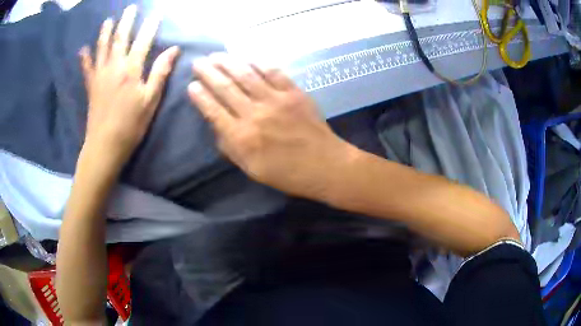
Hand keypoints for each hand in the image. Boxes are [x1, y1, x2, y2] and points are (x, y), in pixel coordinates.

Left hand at [80, 5, 178, 169]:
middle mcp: (114, 66)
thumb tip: (173, 49)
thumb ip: (160, 72)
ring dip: (106, 32)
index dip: (150, 25)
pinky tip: (83, 49)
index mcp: (131, 69)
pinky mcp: (91, 87)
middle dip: (126, 21)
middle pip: (120, 38)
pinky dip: (85, 58)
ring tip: (108, 20)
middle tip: (130, 8)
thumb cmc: (131, 125)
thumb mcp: (150, 100)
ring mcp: (100, 76)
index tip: (156, 13)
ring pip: (102, 48)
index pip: (143, 40)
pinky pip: (87, 68)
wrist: (105, 146)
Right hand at [188, 53, 356, 199]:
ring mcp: (275, 100)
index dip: (200, 96)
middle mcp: (254, 114)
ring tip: (215, 55)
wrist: (324, 165)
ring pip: (246, 75)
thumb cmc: (286, 173)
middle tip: (198, 62)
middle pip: (226, 88)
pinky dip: (258, 64)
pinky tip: (247, 59)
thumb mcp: (251, 169)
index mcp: (241, 137)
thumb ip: (230, 147)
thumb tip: (216, 125)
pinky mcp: (294, 93)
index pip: (213, 110)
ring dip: (228, 63)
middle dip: (208, 73)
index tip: (191, 85)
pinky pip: (273, 73)